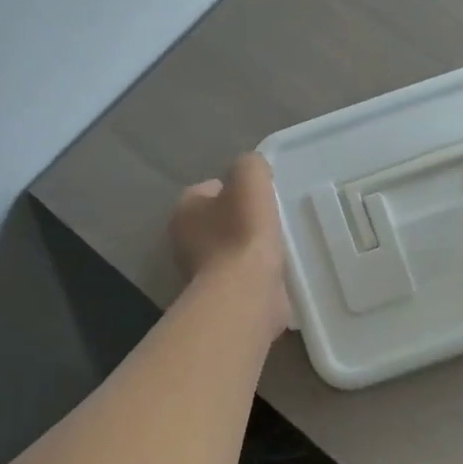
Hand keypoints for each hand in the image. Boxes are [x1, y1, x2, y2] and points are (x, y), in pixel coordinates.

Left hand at [170, 153, 290, 337]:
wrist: (246, 294)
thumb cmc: (244, 233)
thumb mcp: (250, 179)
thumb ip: (251, 166)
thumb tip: (254, 171)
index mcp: (185, 210)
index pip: (209, 190)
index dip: (235, 190)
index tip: (261, 196)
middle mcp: (184, 242)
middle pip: (218, 221)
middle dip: (242, 220)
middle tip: (272, 220)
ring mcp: (201, 274)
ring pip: (231, 250)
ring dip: (250, 249)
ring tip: (279, 246)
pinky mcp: (221, 298)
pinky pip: (242, 276)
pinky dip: (256, 273)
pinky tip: (276, 271)